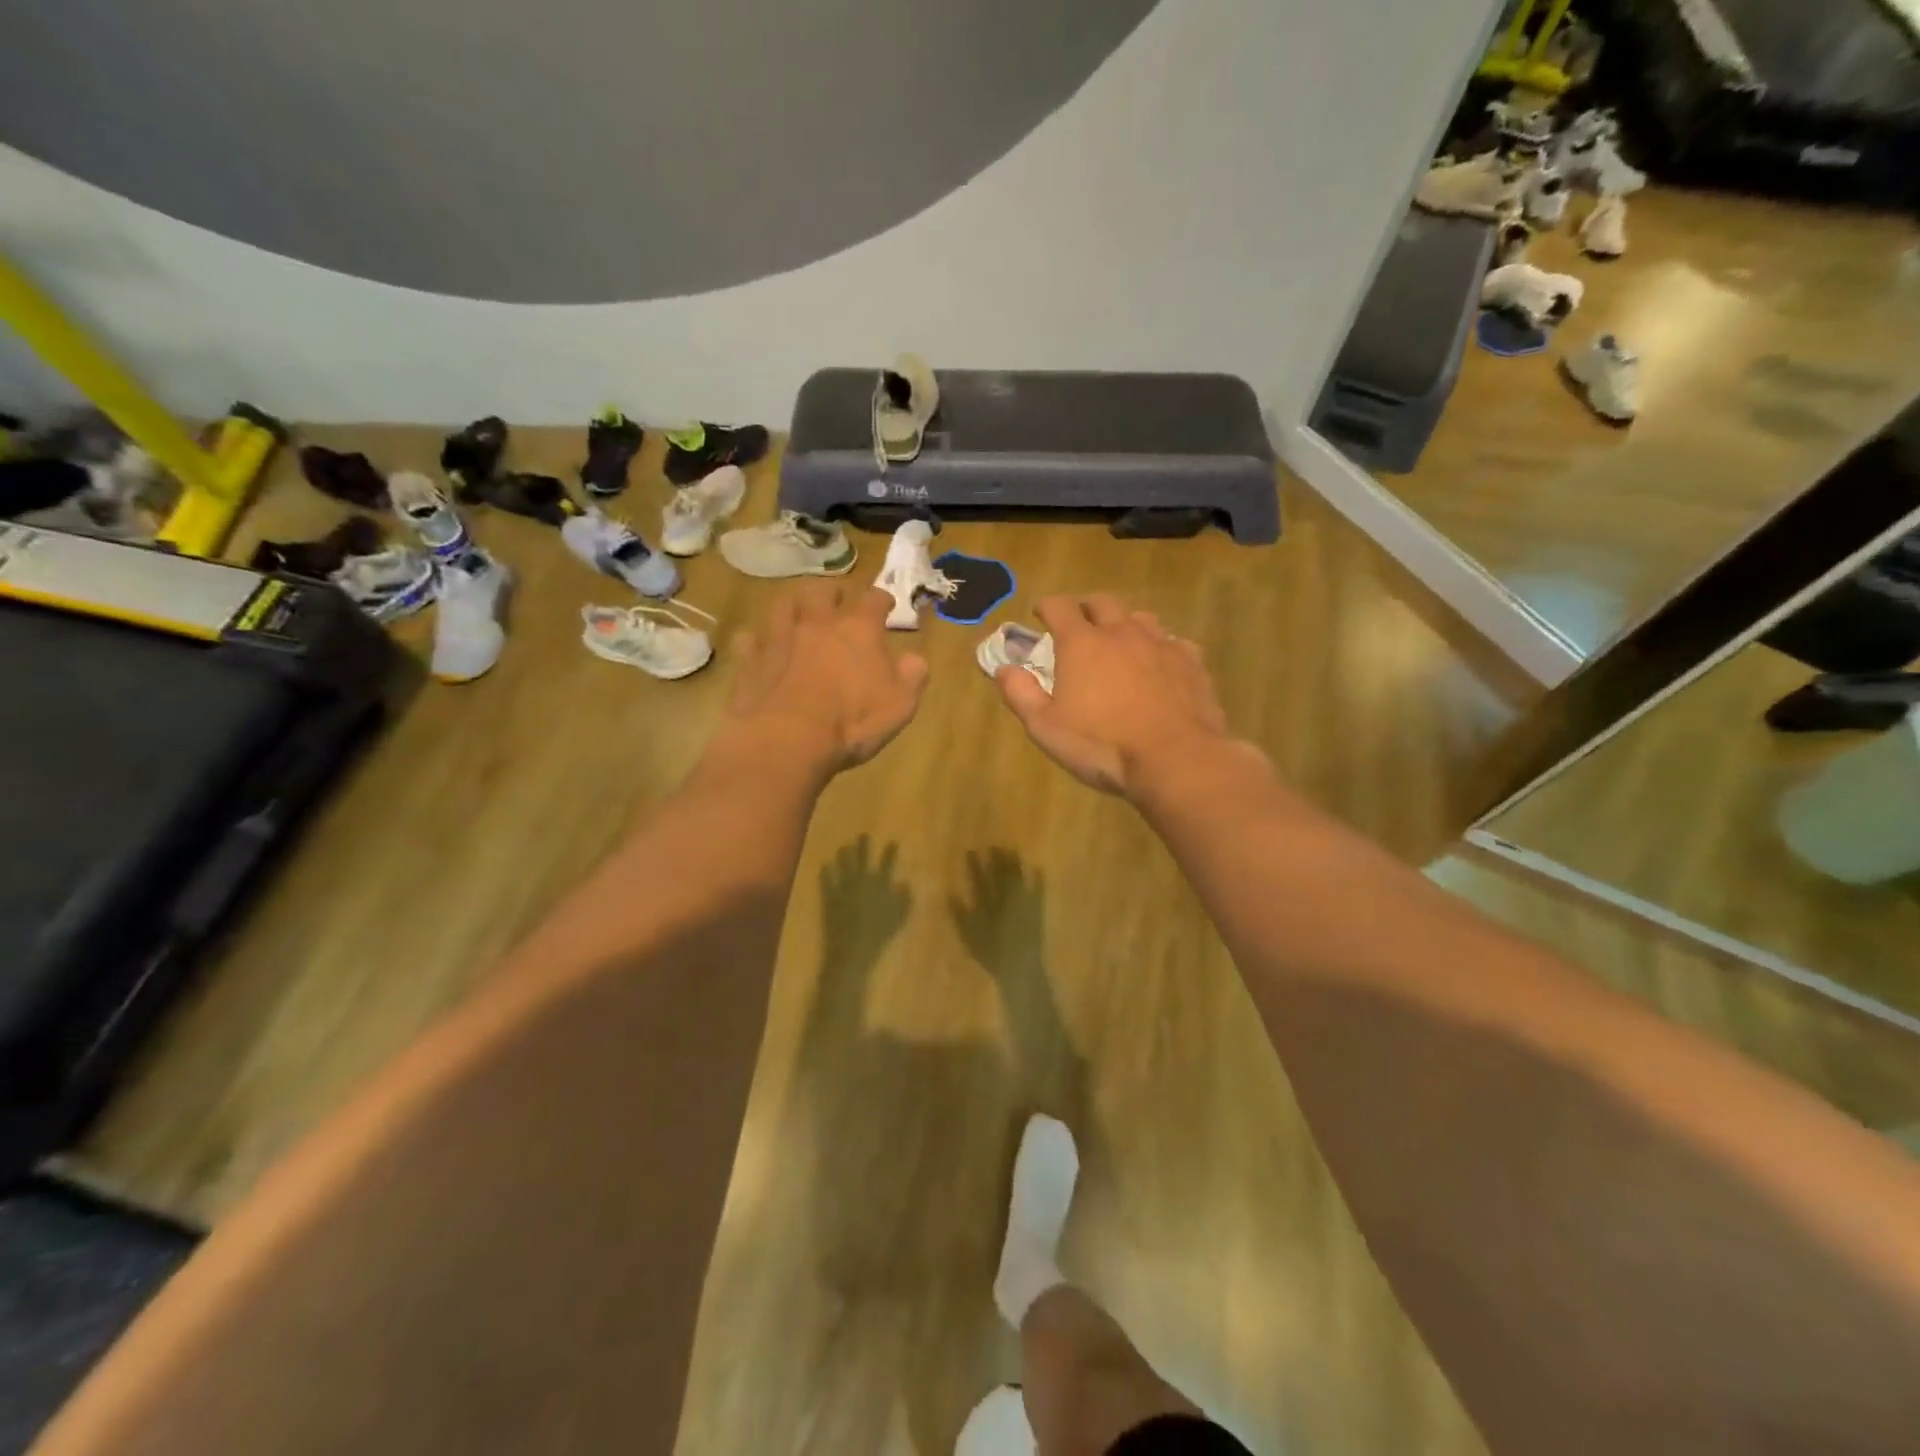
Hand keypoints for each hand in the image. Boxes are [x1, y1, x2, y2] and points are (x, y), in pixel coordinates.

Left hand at [720, 581, 928, 778]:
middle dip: (832, 591)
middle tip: (836, 597)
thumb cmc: (852, 722)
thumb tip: (914, 659)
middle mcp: (818, 624)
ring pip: (783, 605)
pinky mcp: (751, 661)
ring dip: (793, 605)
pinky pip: (750, 640)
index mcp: (859, 630)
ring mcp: (780, 639)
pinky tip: (760, 647)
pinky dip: (757, 640)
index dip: (882, 599)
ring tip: (797, 611)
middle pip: (822, 591)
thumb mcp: (901, 704)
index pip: (873, 599)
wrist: (787, 740)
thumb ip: (912, 676)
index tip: (886, 605)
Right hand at [995, 593, 1235, 796]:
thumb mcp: (1046, 728)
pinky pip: (1172, 642)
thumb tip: (1003, 669)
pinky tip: (1159, 665)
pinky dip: (1158, 647)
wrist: (1175, 760)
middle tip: (1080, 625)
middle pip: (1102, 602)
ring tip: (1120, 642)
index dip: (1046, 606)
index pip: (1059, 606)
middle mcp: (1121, 632)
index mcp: (1082, 644)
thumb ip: (1021, 694)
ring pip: (1140, 617)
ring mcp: (1160, 644)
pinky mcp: (1191, 661)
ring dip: (1124, 623)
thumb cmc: (1102, 746)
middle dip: (1086, 608)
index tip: (1040, 614)